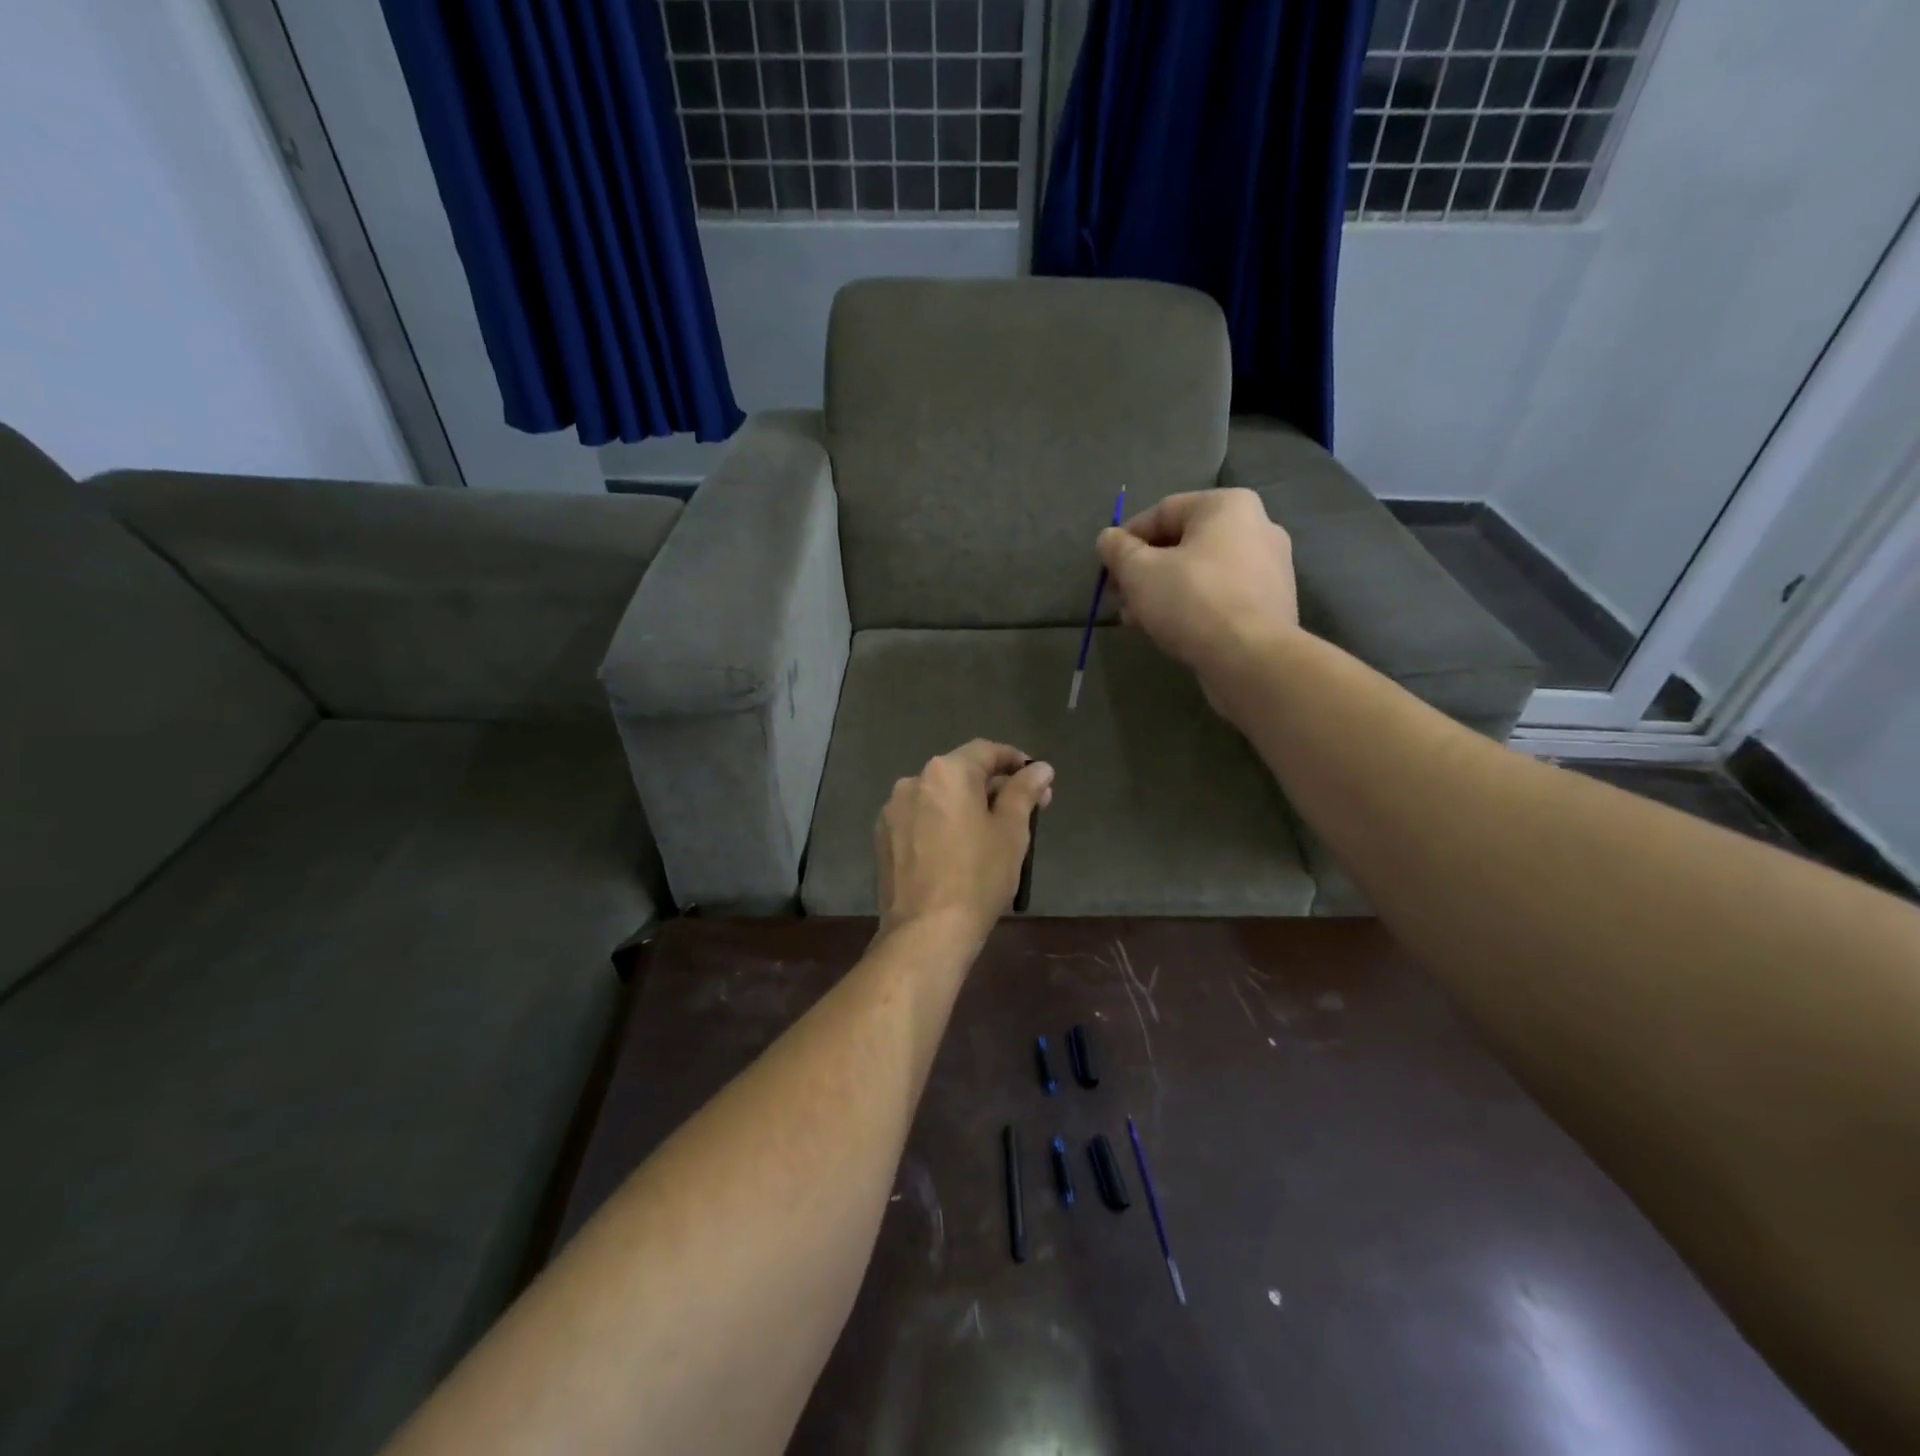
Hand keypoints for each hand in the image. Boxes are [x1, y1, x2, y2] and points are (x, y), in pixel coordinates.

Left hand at [875, 740, 1053, 942]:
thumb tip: (1040, 768)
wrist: (926, 931)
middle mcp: (913, 781)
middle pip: (961, 773)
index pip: (986, 751)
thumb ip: (1024, 791)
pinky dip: (941, 824)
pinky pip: (920, 819)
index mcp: (947, 772)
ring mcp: (893, 810)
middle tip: (1024, 810)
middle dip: (993, 786)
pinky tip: (956, 850)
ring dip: (965, 805)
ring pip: (938, 797)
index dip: (1015, 761)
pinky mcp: (883, 838)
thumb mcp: (1011, 831)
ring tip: (990, 833)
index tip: (1036, 779)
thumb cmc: (978, 877)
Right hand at [1097, 489, 1299, 698]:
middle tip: (1120, 597)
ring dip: (1163, 592)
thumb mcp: (1139, 572)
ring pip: (1200, 573)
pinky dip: (1192, 607)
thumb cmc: (1192, 601)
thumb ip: (1118, 549)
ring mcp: (1269, 567)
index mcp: (1227, 506)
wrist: (1251, 658)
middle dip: (1144, 571)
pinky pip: (1220, 596)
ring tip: (1138, 619)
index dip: (1126, 540)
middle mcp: (1257, 526)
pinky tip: (1169, 630)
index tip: (1107, 569)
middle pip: (1183, 543)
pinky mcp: (1271, 604)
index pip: (1162, 512)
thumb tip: (1108, 538)